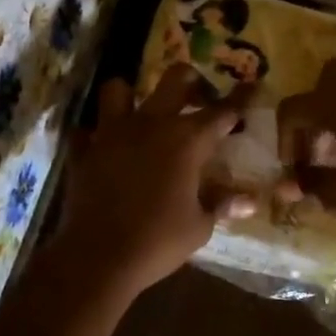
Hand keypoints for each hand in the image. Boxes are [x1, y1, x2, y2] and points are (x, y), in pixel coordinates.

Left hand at [54, 64, 254, 297]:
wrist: (98, 256)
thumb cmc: (158, 241)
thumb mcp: (200, 226)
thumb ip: (221, 203)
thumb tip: (250, 200)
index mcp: (187, 140)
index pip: (221, 111)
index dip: (239, 99)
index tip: (251, 87)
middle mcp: (151, 124)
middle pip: (175, 79)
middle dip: (192, 80)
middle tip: (199, 95)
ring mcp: (112, 133)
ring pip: (118, 90)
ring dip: (131, 96)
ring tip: (141, 114)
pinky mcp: (84, 151)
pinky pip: (87, 131)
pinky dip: (96, 136)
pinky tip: (105, 149)